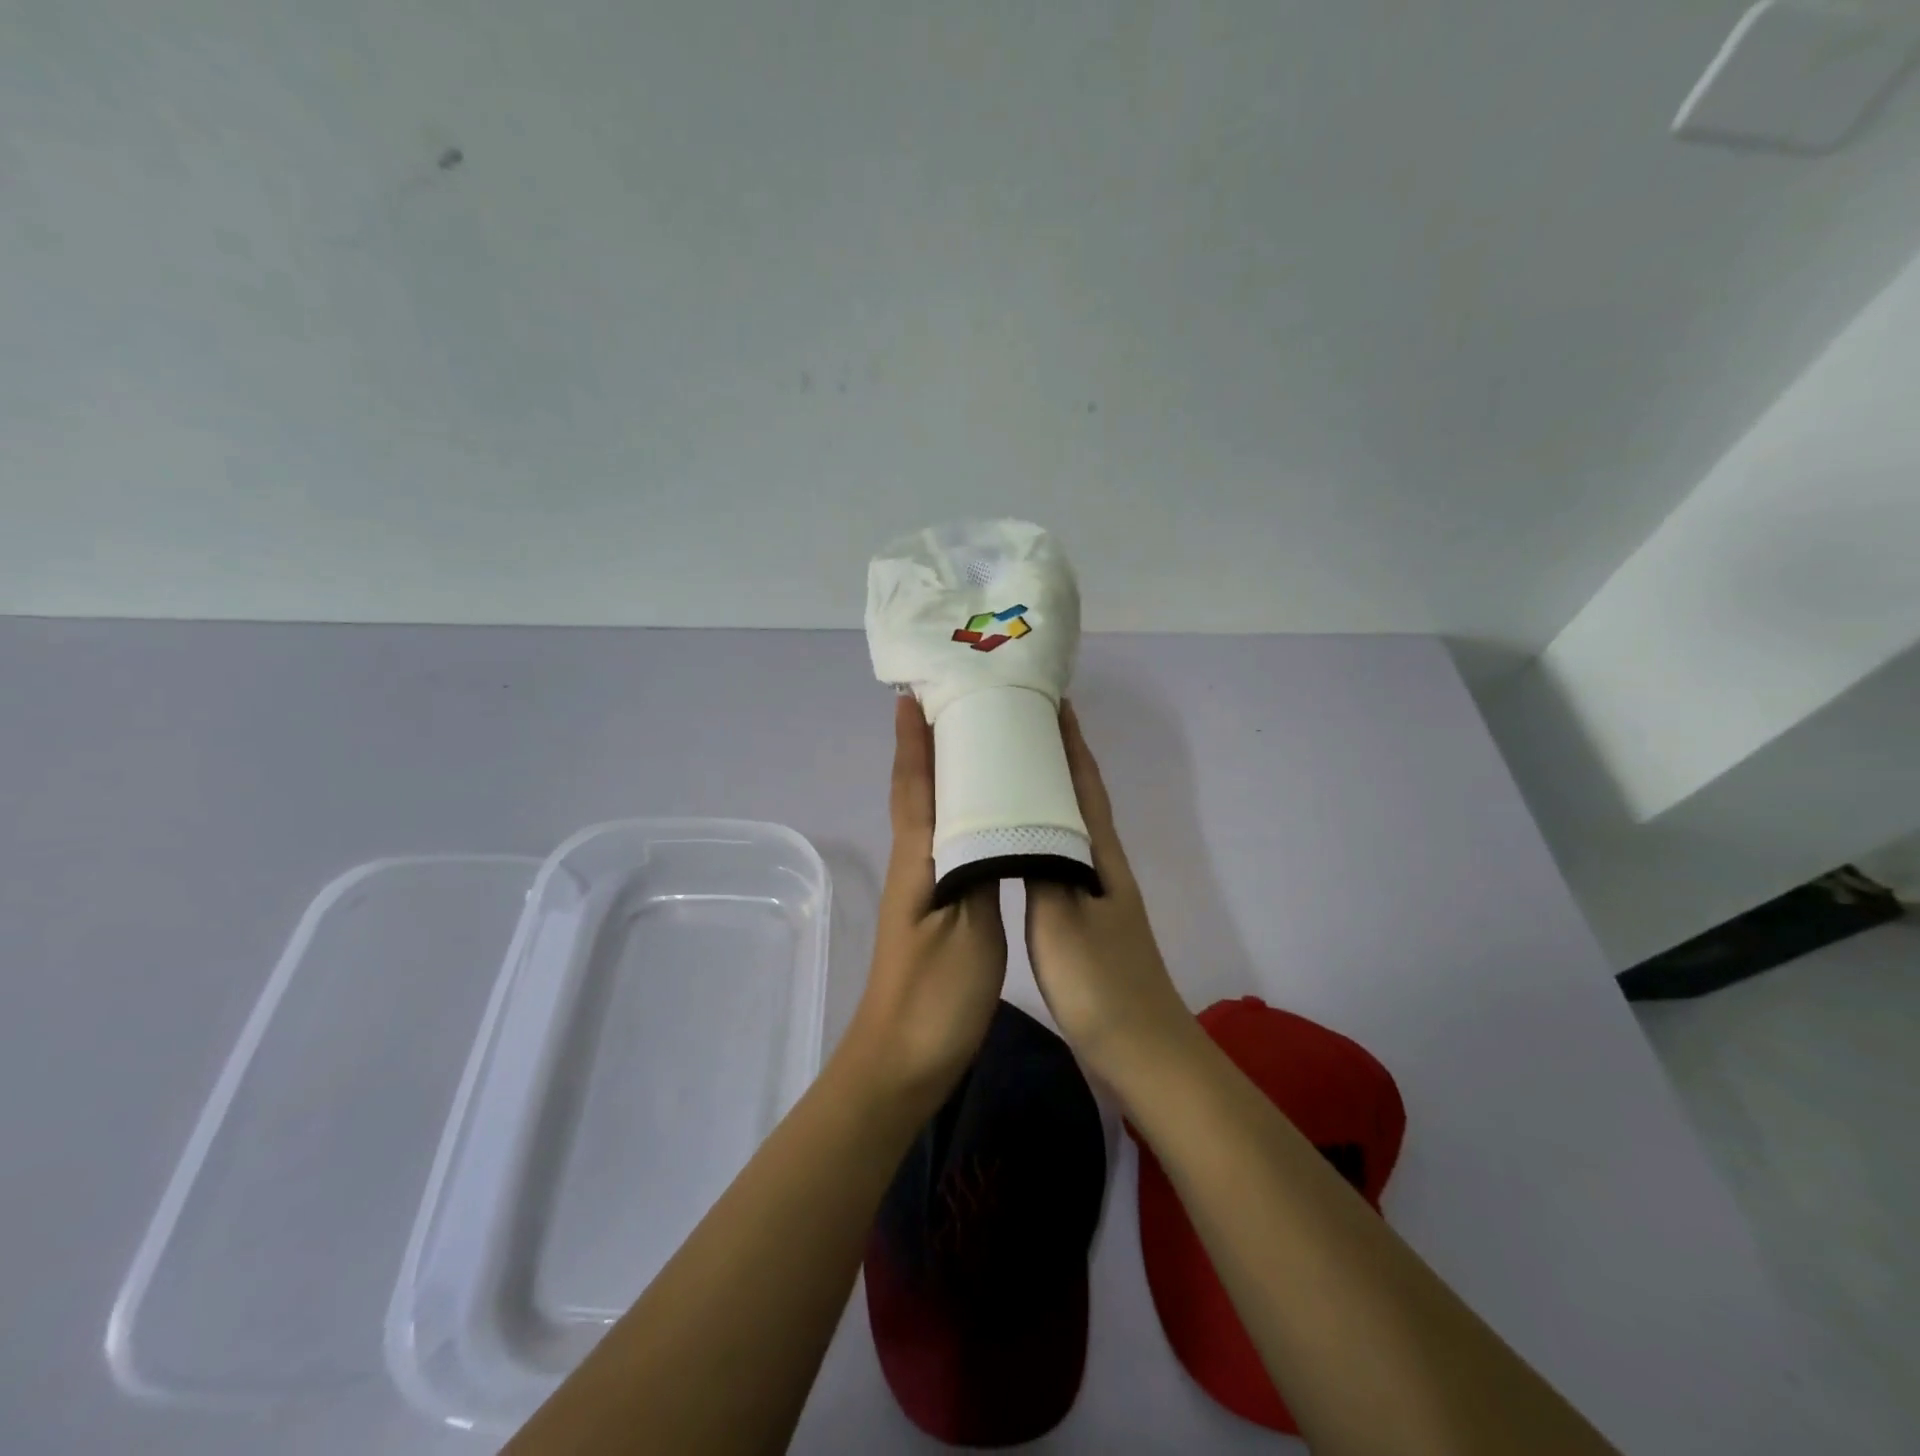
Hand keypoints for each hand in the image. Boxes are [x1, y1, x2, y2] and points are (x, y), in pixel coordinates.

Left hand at [841, 696, 1007, 1115]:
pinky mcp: (935, 908)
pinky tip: (982, 815)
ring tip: (972, 744)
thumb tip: (994, 820)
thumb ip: (983, 871)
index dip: (914, 740)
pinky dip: (957, 813)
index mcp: (919, 859)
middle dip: (926, 745)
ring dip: (941, 775)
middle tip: (953, 703)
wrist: (902, 1062)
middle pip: (917, 790)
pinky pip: (945, 842)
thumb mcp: (969, 931)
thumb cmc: (935, 998)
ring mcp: (922, 886)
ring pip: (930, 814)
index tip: (914, 694)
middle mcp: (914, 862)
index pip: (915, 784)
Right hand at [1025, 704, 1193, 1083]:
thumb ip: (1038, 865)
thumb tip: (1016, 818)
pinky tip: (1020, 842)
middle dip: (1056, 757)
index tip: (1052, 701)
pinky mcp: (1086, 920)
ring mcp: (1097, 893)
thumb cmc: (1100, 982)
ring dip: (1047, 793)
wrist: (1141, 1051)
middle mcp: (1102, 864)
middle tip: (1018, 725)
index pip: (1084, 783)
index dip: (1071, 741)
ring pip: (1068, 827)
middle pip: (1079, 796)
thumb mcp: (1060, 918)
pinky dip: (1041, 834)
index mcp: (1100, 855)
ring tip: (1010, 771)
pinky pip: (1059, 858)